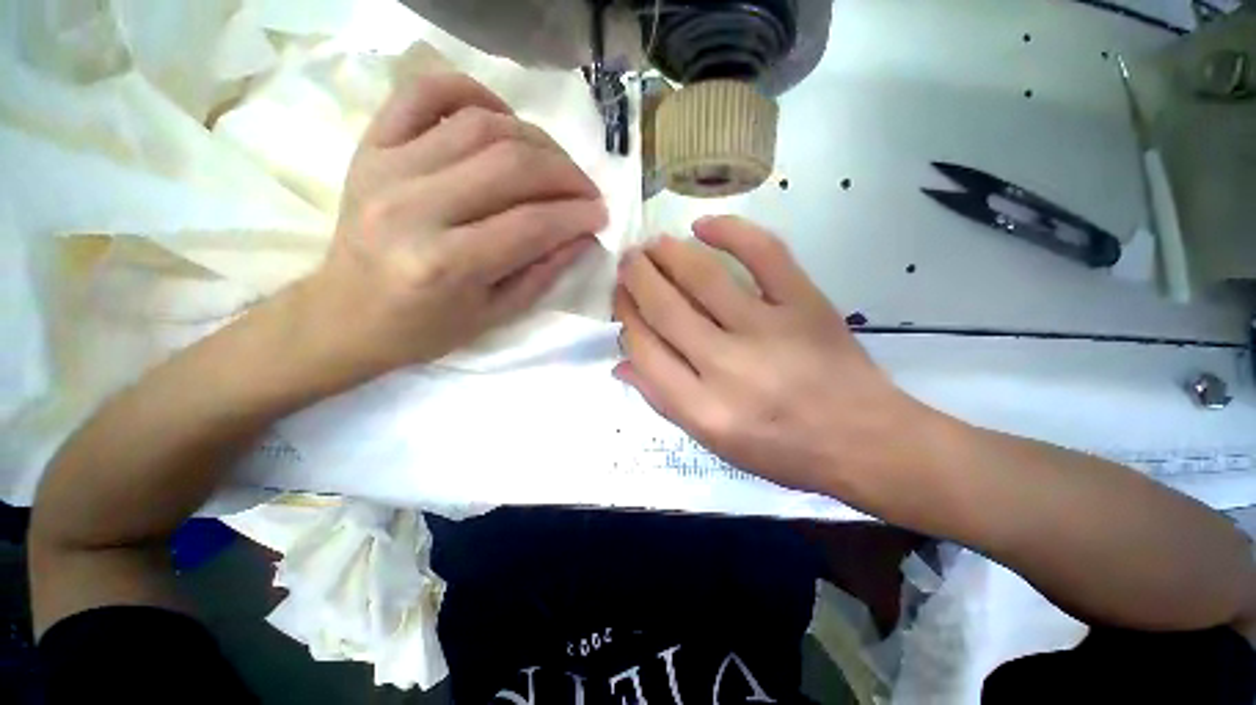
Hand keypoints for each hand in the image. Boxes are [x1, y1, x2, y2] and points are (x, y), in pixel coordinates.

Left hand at [296, 73, 606, 382]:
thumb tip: (583, 235)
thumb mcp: (495, 315)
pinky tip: (501, 118)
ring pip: (480, 125)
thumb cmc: (425, 328)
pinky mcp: (371, 147)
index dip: (577, 215)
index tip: (601, 215)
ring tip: (554, 163)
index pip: (532, 224)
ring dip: (534, 139)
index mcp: (447, 264)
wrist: (346, 315)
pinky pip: (423, 93)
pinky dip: (470, 92)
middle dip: (565, 174)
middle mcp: (415, 208)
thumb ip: (543, 273)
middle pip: (511, 166)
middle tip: (586, 190)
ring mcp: (387, 168)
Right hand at [614, 216, 927, 496]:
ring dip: (667, 254)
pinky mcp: (805, 303)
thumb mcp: (713, 442)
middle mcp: (727, 367)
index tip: (621, 301)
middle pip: (665, 309)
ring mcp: (768, 330)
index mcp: (703, 409)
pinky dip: (731, 231)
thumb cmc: (782, 450)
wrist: (864, 440)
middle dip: (637, 279)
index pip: (644, 350)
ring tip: (652, 245)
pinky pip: (764, 253)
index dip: (626, 319)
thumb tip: (622, 363)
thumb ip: (664, 401)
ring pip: (702, 278)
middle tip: (627, 263)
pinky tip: (703, 225)